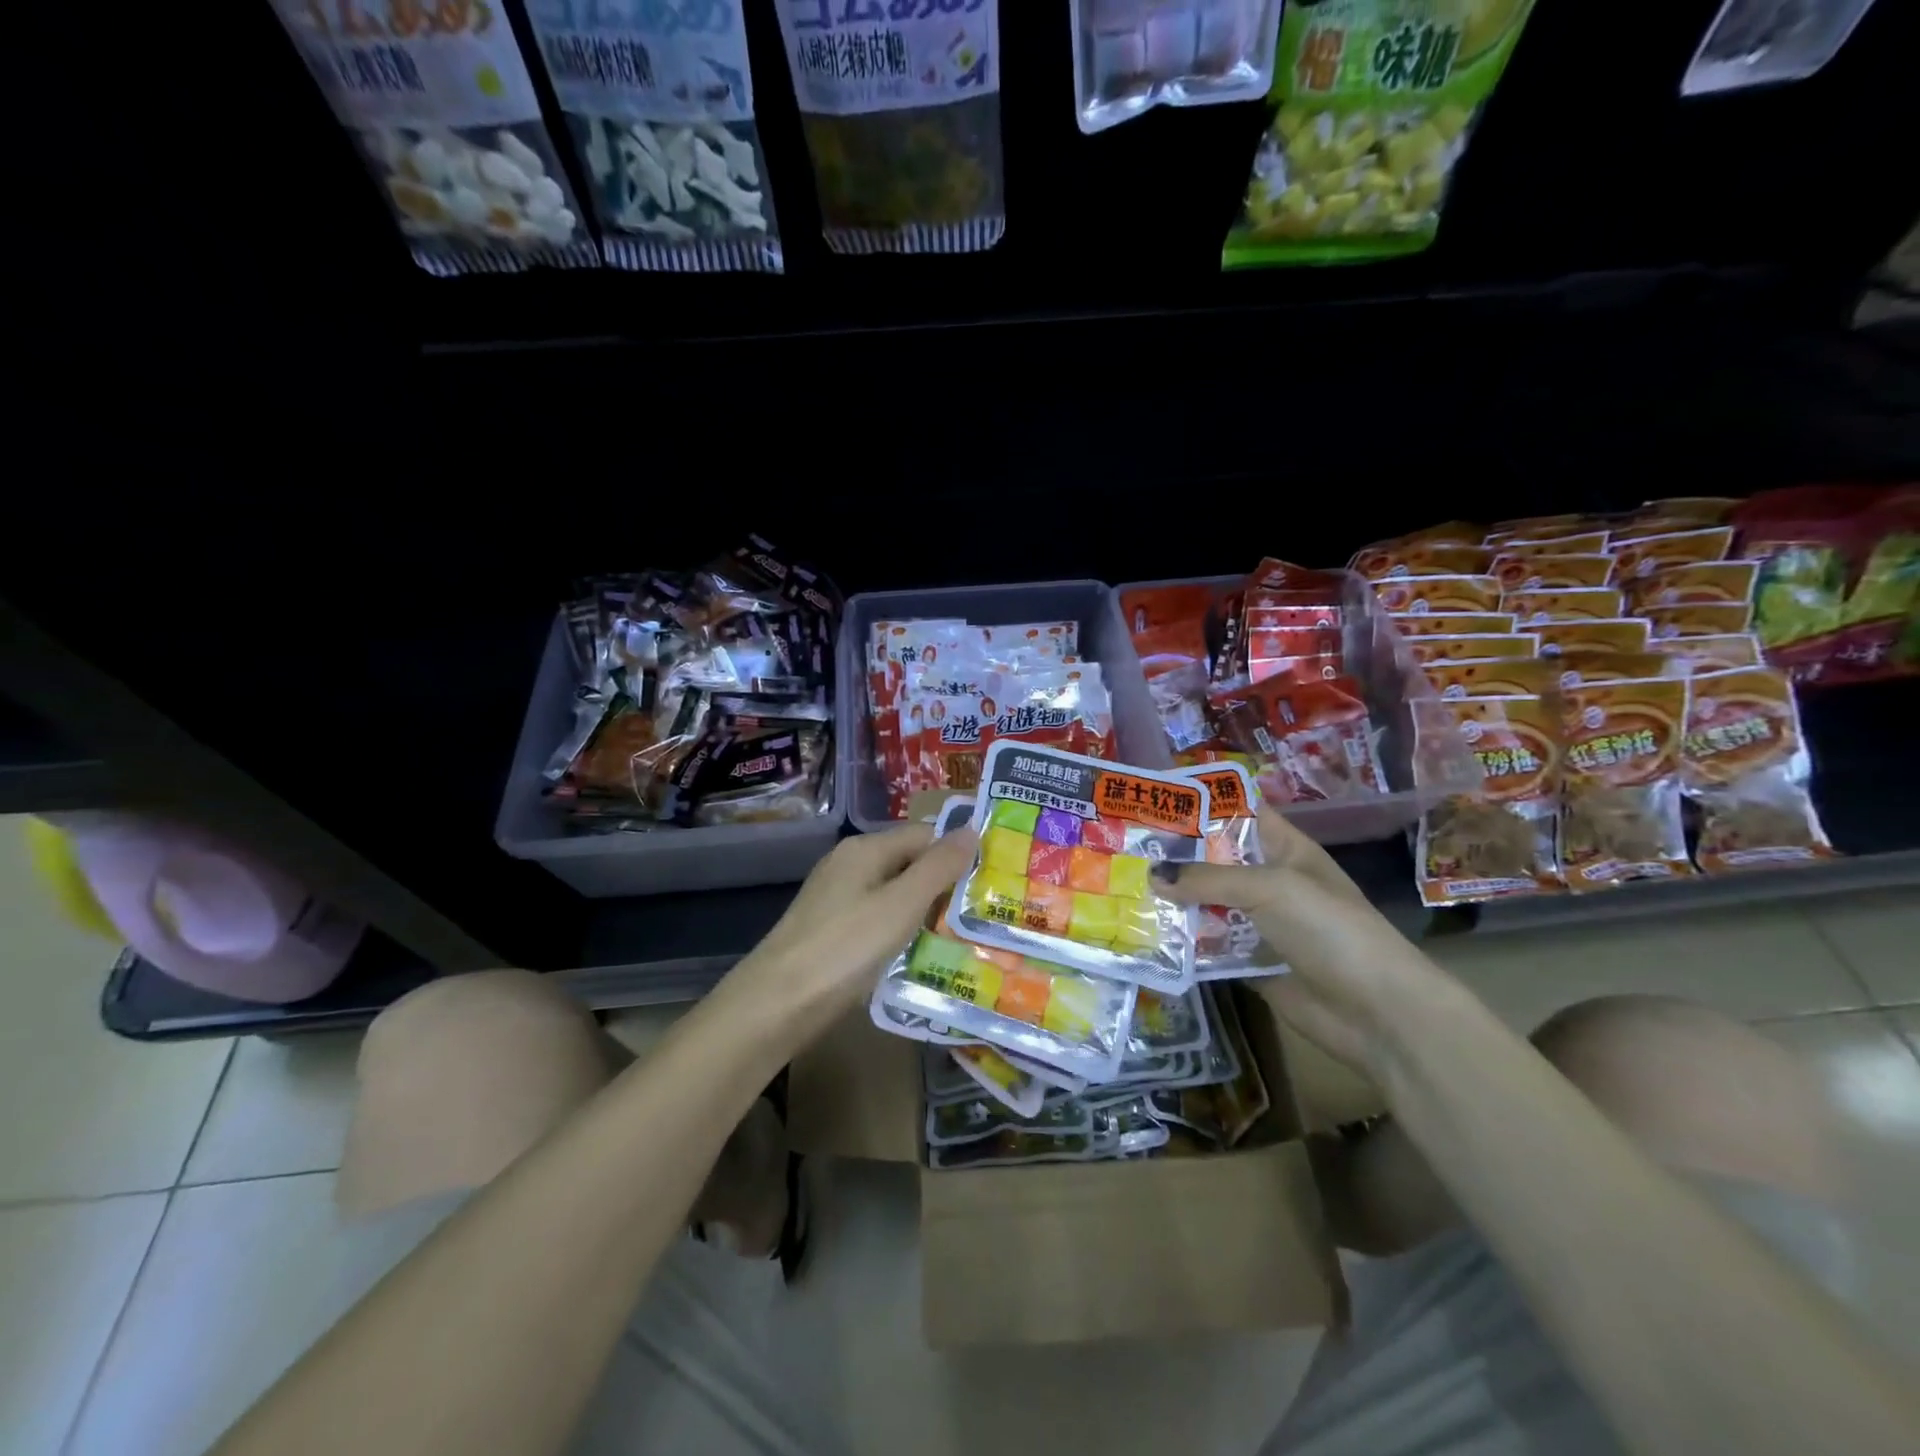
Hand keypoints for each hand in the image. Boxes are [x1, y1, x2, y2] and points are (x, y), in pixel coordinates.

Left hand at [730, 823, 978, 1032]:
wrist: (776, 1005)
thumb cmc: (845, 948)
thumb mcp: (901, 905)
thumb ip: (938, 867)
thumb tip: (972, 830)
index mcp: (865, 849)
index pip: (925, 835)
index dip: (957, 854)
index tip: (991, 883)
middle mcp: (849, 865)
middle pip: (909, 863)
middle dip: (944, 886)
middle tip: (983, 915)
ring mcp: (837, 899)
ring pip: (894, 895)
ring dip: (925, 913)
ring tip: (962, 938)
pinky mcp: (831, 931)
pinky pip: (878, 920)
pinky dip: (901, 933)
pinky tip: (918, 955)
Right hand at [1151, 808, 1442, 1076]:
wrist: (1376, 1013)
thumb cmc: (1329, 929)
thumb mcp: (1270, 889)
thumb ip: (1208, 879)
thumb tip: (1152, 875)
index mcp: (1285, 849)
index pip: (1240, 811)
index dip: (1203, 801)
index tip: (1153, 797)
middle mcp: (1269, 881)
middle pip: (1215, 858)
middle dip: (1174, 852)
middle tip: (1124, 845)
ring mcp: (1259, 923)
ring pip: (1206, 901)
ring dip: (1173, 897)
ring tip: (1122, 885)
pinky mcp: (1249, 961)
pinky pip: (1208, 943)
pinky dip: (1182, 938)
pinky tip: (1142, 931)